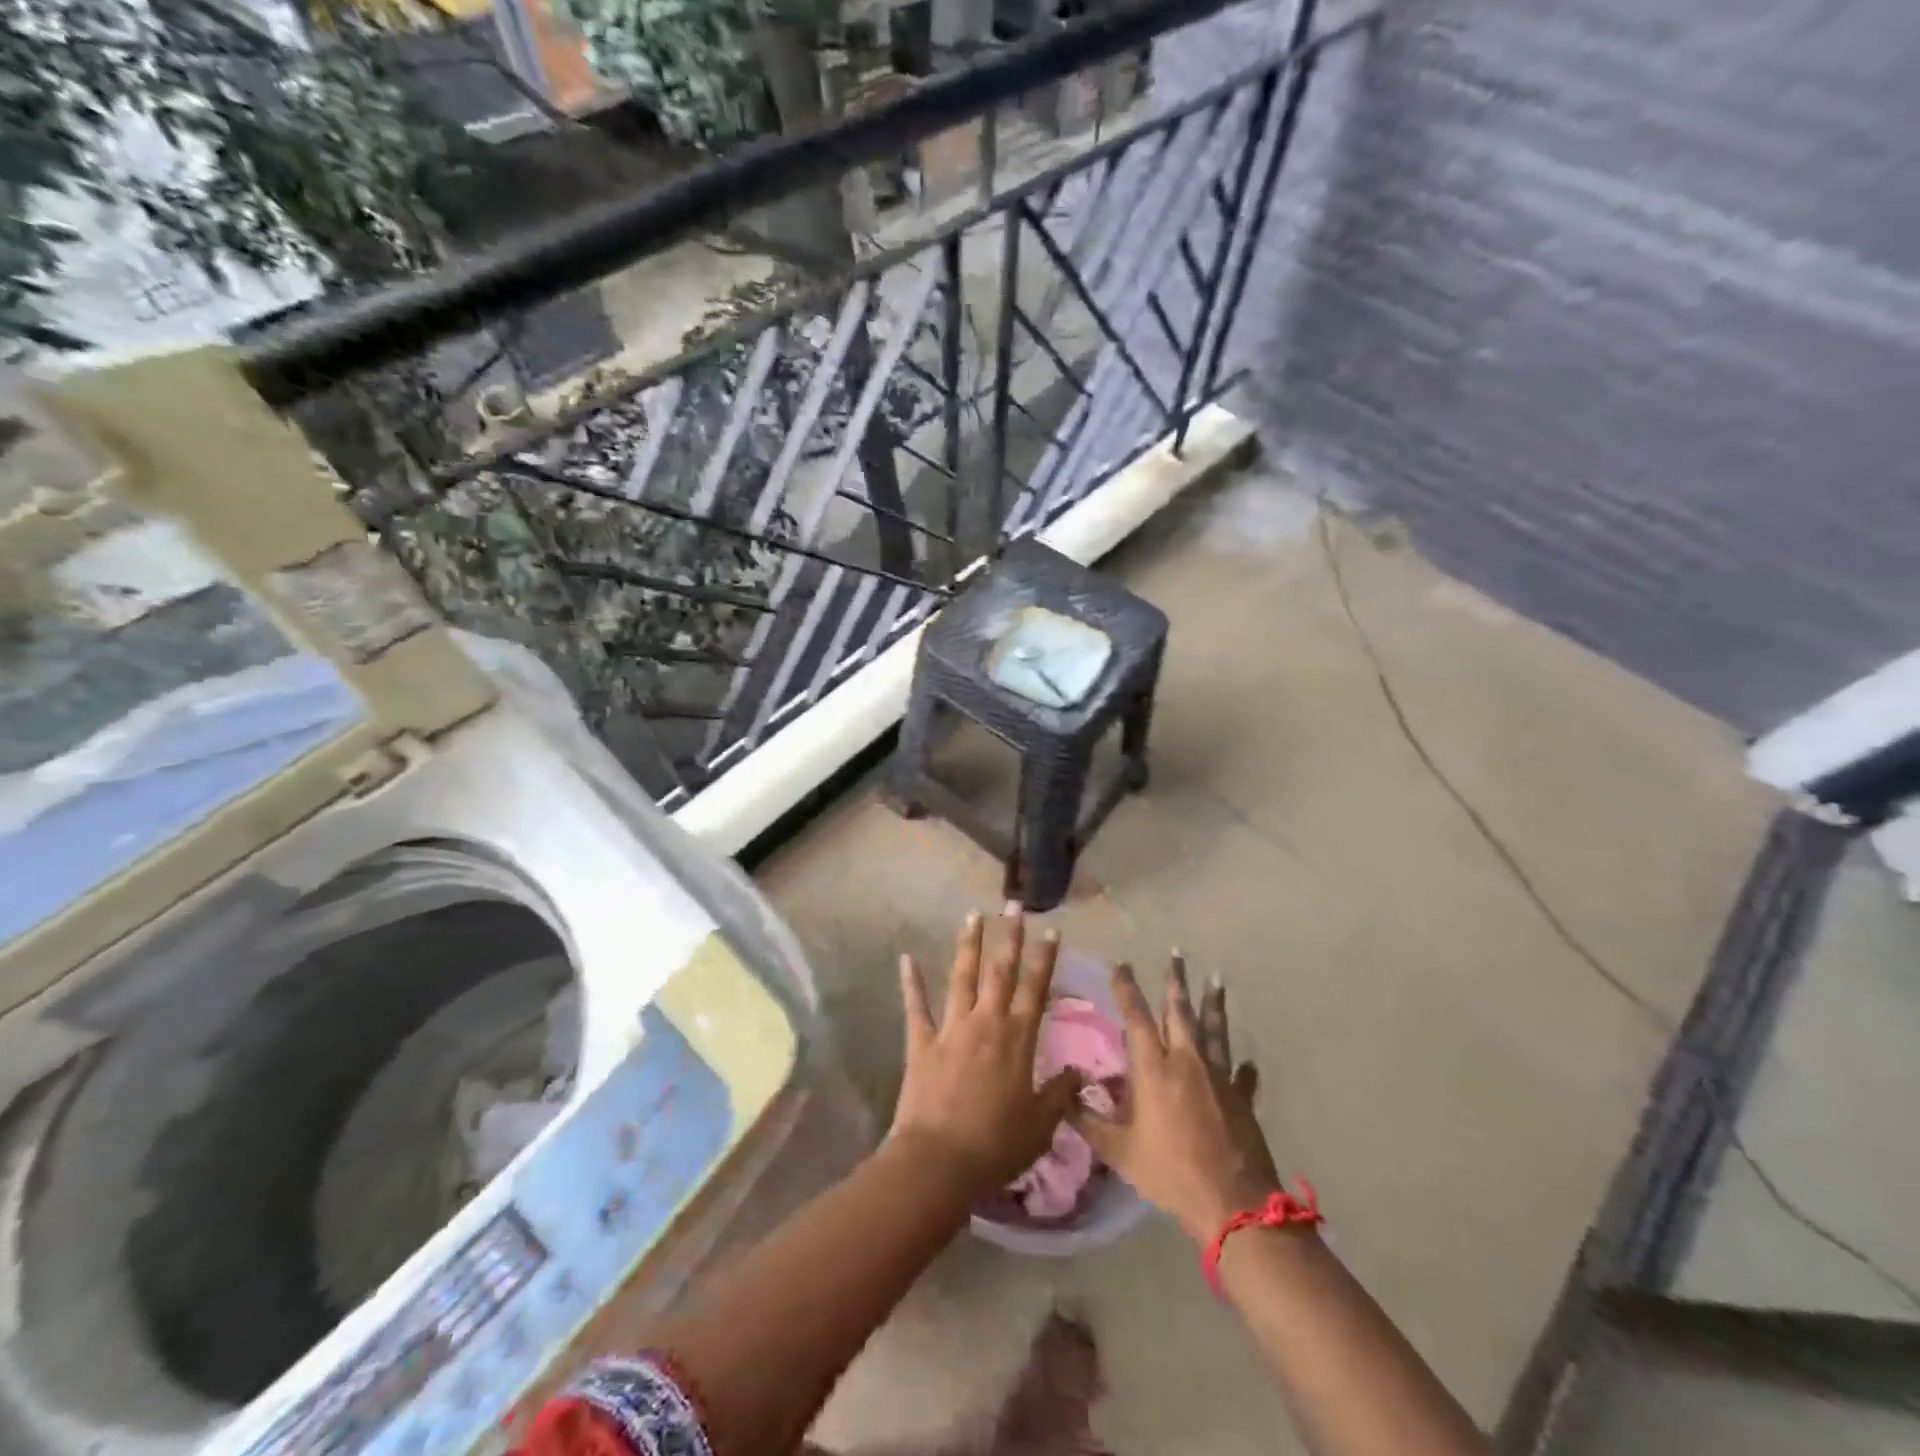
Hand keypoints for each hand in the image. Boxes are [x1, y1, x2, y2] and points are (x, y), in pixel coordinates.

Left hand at [890, 910, 1083, 1193]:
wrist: (940, 1161)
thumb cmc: (997, 1145)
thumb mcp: (1041, 1125)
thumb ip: (1060, 1093)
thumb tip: (1079, 1072)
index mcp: (1017, 1038)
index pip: (1035, 988)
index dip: (1044, 958)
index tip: (1050, 929)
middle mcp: (986, 1022)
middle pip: (1000, 971)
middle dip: (1008, 936)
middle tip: (1012, 905)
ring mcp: (951, 1028)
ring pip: (962, 977)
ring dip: (968, 945)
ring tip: (973, 916)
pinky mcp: (921, 1042)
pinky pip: (916, 1006)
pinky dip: (911, 982)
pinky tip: (906, 958)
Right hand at [1075, 955, 1284, 1242]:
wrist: (1231, 1202)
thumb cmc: (1169, 1171)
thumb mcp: (1118, 1150)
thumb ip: (1088, 1119)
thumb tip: (1065, 1093)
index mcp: (1154, 1068)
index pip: (1137, 1017)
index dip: (1127, 989)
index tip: (1122, 964)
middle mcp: (1187, 1061)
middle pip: (1180, 1011)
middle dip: (1175, 981)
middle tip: (1176, 953)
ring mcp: (1219, 1077)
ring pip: (1215, 1030)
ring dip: (1214, 1004)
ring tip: (1216, 980)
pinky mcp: (1242, 1098)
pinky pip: (1243, 1076)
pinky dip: (1244, 1068)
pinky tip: (1248, 1062)